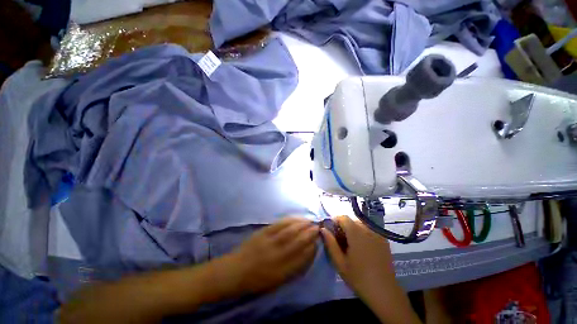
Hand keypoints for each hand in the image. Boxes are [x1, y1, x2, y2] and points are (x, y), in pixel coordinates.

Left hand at [224, 217, 318, 294]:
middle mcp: (278, 255)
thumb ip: (293, 268)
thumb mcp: (277, 281)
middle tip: (318, 227)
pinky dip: (291, 220)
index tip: (318, 242)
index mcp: (282, 271)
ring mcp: (270, 242)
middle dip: (310, 234)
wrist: (236, 270)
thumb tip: (306, 253)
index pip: (303, 257)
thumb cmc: (257, 279)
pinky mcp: (264, 232)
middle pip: (299, 241)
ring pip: (291, 230)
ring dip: (303, 224)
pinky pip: (280, 224)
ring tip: (310, 221)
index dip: (312, 248)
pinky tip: (297, 218)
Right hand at [320, 216, 396, 300]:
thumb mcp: (340, 262)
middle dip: (343, 226)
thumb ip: (330, 243)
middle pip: (352, 220)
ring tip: (351, 245)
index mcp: (356, 233)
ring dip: (353, 230)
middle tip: (340, 241)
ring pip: (360, 225)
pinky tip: (362, 248)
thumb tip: (323, 229)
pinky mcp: (384, 240)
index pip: (343, 217)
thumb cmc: (359, 278)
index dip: (335, 221)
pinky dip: (363, 234)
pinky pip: (369, 230)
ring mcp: (377, 234)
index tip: (331, 231)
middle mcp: (368, 229)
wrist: (384, 292)